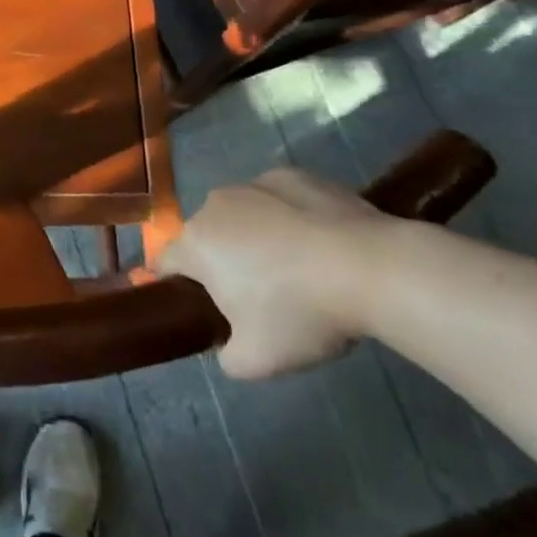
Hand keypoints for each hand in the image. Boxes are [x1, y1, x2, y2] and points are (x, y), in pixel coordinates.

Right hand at [153, 168, 388, 380]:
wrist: (370, 268)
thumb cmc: (301, 313)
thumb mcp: (257, 361)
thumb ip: (227, 357)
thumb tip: (228, 345)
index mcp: (196, 244)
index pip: (165, 262)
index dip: (176, 285)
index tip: (200, 307)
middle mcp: (215, 205)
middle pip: (206, 236)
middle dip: (222, 262)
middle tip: (258, 298)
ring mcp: (254, 184)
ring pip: (242, 214)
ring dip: (254, 237)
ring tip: (297, 269)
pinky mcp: (292, 175)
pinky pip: (277, 200)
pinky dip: (288, 218)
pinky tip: (320, 243)